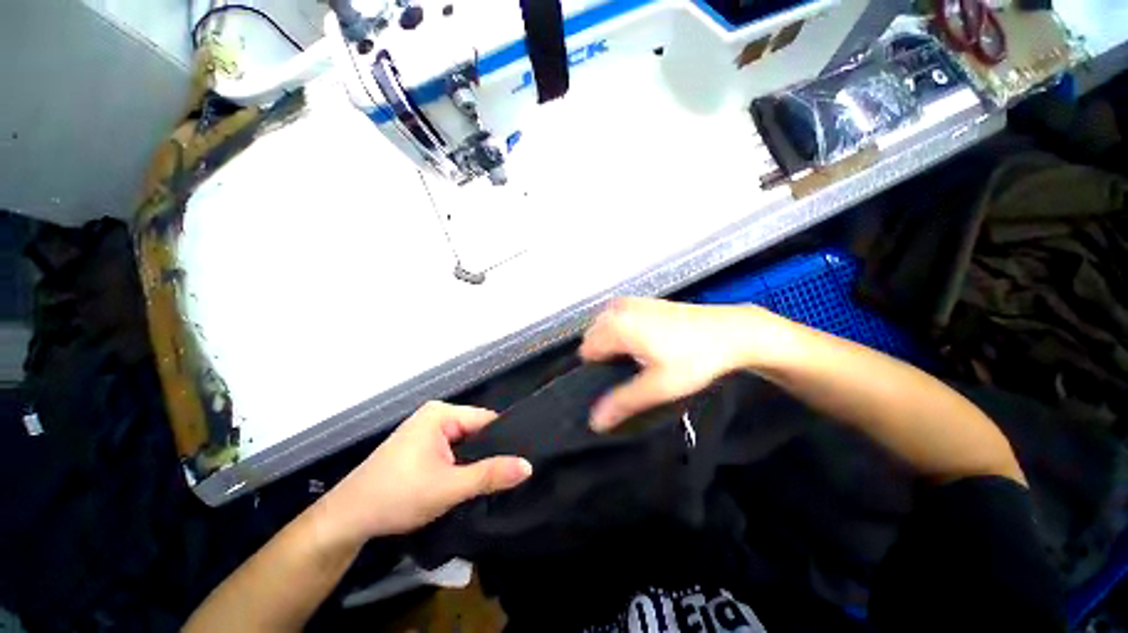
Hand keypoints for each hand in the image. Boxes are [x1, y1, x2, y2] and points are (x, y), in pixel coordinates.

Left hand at [316, 402, 531, 544]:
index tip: (524, 459)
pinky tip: (474, 480)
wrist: (346, 520)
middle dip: (491, 452)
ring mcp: (427, 432)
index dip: (506, 439)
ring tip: (499, 478)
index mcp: (441, 413)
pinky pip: (453, 451)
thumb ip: (490, 474)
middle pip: (477, 431)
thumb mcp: (448, 487)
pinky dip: (463, 465)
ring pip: (466, 443)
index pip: (486, 420)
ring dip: (477, 461)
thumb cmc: (396, 496)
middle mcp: (436, 416)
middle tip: (514, 473)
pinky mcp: (422, 448)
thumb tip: (528, 466)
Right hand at [580, 297, 756, 430]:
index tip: (615, 383)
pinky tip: (645, 346)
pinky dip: (623, 334)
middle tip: (629, 375)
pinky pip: (619, 321)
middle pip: (593, 339)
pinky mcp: (642, 302)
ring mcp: (630, 302)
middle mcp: (618, 309)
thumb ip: (624, 402)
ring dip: (613, 346)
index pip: (586, 352)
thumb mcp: (659, 386)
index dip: (597, 371)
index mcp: (616, 325)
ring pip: (605, 329)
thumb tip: (596, 420)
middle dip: (604, 357)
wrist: (730, 331)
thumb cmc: (696, 357)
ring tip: (638, 362)